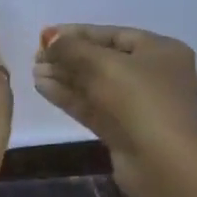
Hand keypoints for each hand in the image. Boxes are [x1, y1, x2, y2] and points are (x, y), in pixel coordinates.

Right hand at [34, 25, 196, 196]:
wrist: (162, 162)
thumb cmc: (140, 101)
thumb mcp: (104, 65)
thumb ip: (72, 48)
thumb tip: (50, 38)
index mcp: (161, 51)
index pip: (114, 35)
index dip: (78, 33)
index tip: (46, 35)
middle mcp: (152, 75)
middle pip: (103, 60)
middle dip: (68, 57)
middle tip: (36, 56)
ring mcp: (137, 105)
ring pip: (95, 85)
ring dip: (64, 77)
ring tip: (34, 72)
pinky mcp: (122, 129)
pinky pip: (92, 106)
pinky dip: (69, 97)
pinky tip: (43, 88)